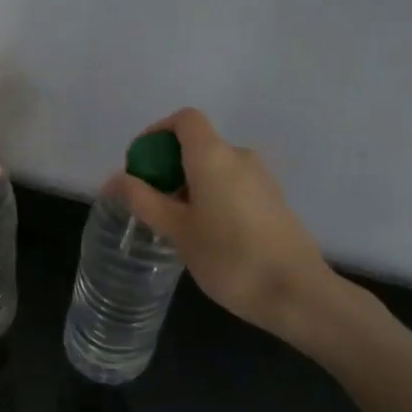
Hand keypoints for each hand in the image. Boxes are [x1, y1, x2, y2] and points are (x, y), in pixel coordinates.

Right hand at [105, 108, 333, 341]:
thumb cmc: (229, 257)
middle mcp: (240, 156)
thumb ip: (143, 200)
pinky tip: (207, 235)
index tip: (140, 164)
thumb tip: (115, 179)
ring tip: (176, 225)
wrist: (297, 292)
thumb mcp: (177, 230)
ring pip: (215, 167)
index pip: (185, 119)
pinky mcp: (273, 200)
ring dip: (190, 184)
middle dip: (169, 166)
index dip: (157, 132)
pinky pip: (233, 184)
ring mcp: (262, 178)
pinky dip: (212, 195)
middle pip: (198, 144)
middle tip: (152, 204)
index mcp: (214, 155)